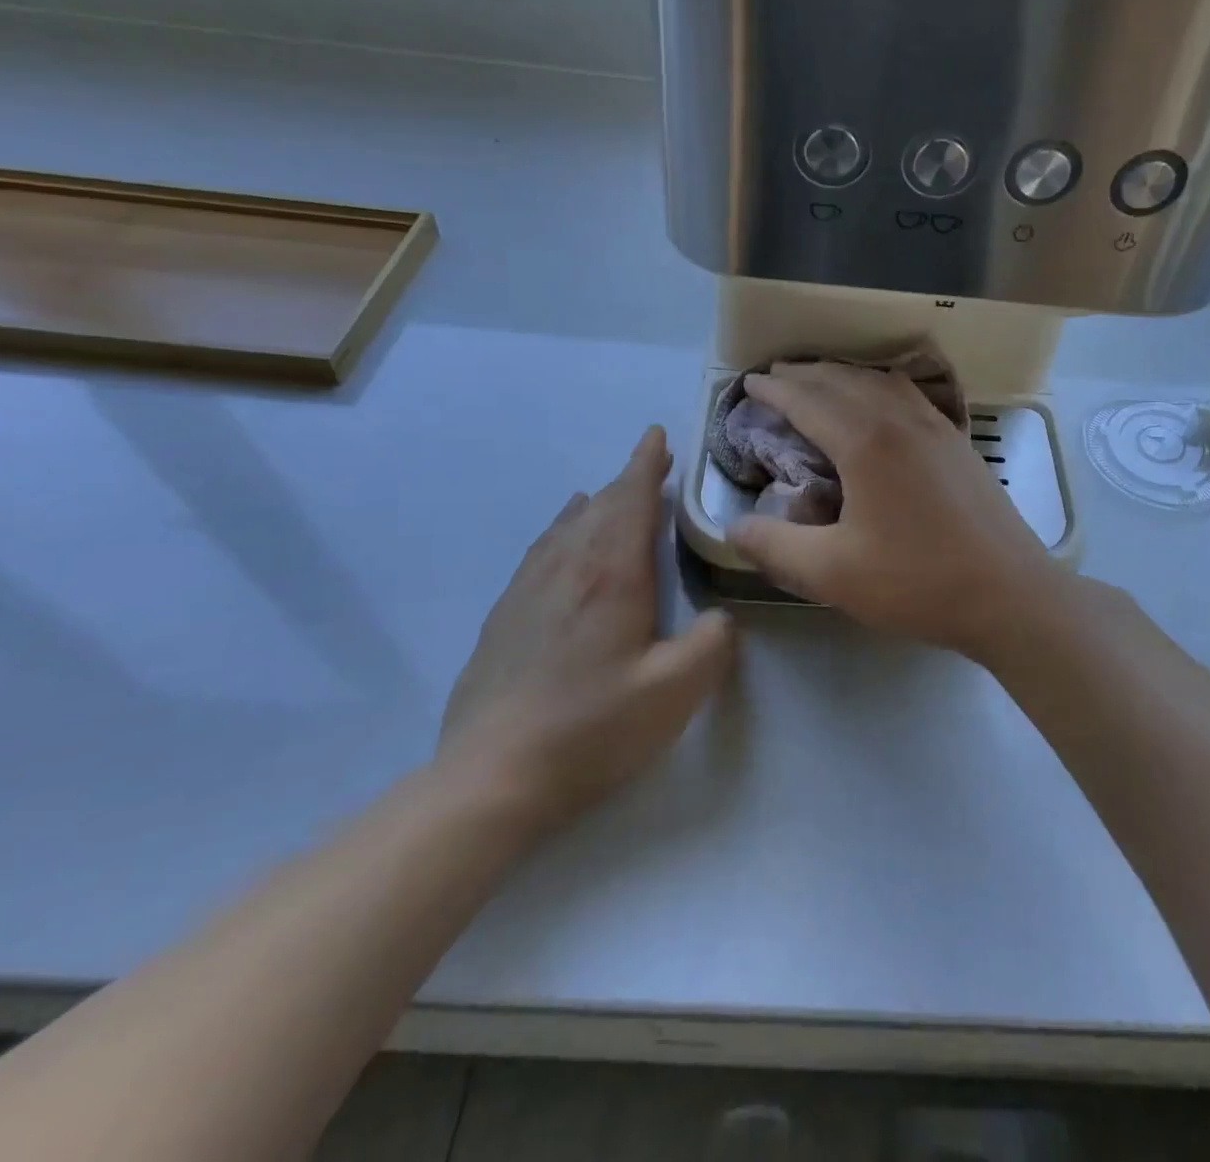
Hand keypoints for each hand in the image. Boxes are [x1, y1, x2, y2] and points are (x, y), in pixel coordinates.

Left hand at [436, 427, 735, 835]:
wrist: (491, 775)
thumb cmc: (593, 727)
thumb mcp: (676, 691)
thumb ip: (713, 644)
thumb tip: (718, 618)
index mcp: (611, 574)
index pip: (631, 499)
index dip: (646, 464)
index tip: (656, 434)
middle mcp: (567, 567)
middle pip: (600, 506)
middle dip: (628, 479)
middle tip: (651, 464)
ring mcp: (528, 589)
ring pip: (566, 526)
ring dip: (595, 503)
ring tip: (608, 493)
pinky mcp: (505, 615)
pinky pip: (540, 551)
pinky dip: (561, 530)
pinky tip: (560, 540)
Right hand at [728, 363, 1066, 659]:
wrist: (1011, 595)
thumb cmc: (919, 582)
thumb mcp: (833, 573)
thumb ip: (775, 547)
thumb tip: (733, 527)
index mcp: (866, 443)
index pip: (808, 401)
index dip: (774, 391)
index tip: (749, 384)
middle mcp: (901, 421)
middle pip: (843, 381)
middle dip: (804, 375)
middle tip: (775, 377)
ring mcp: (937, 428)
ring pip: (880, 382)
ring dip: (843, 375)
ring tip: (820, 382)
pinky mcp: (959, 444)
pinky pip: (909, 396)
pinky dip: (880, 386)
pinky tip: (882, 402)